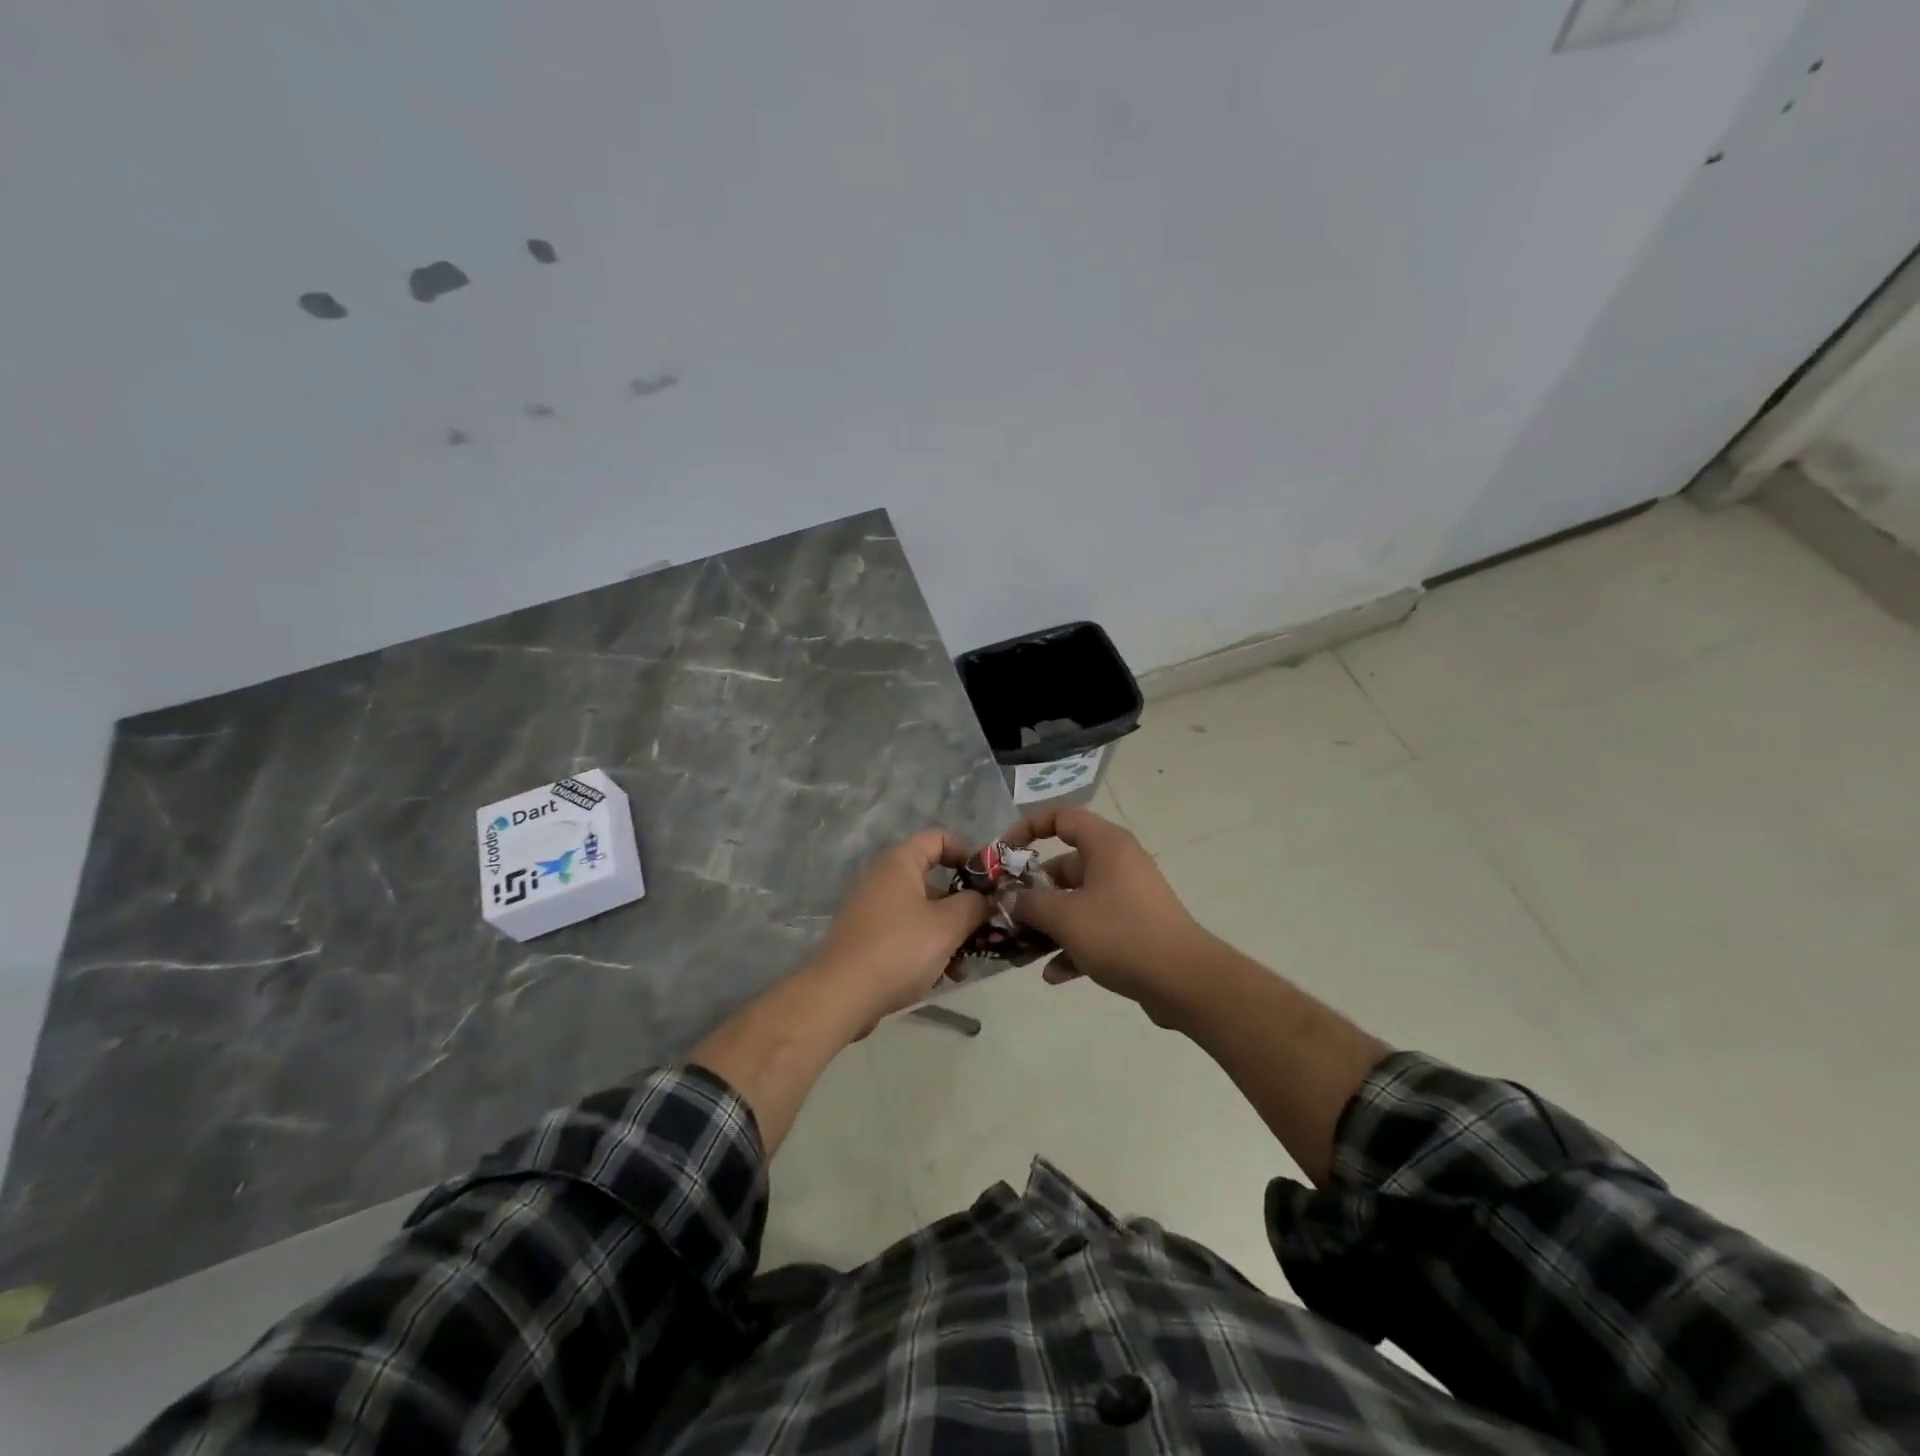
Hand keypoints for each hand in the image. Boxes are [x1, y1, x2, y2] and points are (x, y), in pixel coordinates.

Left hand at [805, 830, 990, 1029]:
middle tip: (986, 928)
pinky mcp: (867, 939)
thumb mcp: (948, 925)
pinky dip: (927, 948)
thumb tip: (987, 898)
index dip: (968, 853)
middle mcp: (883, 879)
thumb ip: (975, 905)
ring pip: (923, 912)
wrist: (841, 995)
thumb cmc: (900, 948)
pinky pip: (906, 934)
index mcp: (899, 863)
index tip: (989, 881)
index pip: (939, 839)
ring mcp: (872, 910)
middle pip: (933, 880)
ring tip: (966, 964)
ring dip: (948, 933)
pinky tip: (943, 977)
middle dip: (963, 905)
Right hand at [1003, 806, 1209, 1024]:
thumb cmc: (1121, 933)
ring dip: (1048, 925)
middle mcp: (1117, 864)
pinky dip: (1072, 946)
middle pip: (1063, 865)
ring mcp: (1127, 898)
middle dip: (1032, 891)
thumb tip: (1008, 898)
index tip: (1002, 854)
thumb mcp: (1065, 917)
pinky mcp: (1133, 929)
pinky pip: (1093, 929)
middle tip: (1006, 913)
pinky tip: (1053, 975)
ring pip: (1076, 902)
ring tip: (1021, 949)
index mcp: (1105, 845)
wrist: (1185, 981)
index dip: (1027, 828)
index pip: (1060, 817)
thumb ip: (1029, 904)